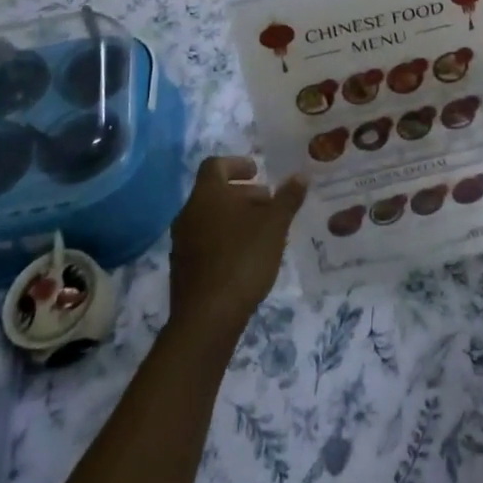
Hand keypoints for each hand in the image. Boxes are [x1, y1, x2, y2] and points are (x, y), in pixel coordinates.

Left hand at [167, 156, 305, 344]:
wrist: (207, 318)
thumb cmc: (242, 259)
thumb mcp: (274, 226)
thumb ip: (287, 198)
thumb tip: (300, 176)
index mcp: (207, 194)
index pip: (215, 165)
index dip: (237, 164)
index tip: (257, 172)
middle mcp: (189, 213)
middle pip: (215, 192)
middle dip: (242, 194)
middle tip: (268, 204)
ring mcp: (181, 242)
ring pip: (210, 218)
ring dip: (235, 218)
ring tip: (262, 232)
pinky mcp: (182, 268)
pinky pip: (205, 241)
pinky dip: (225, 239)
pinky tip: (246, 257)